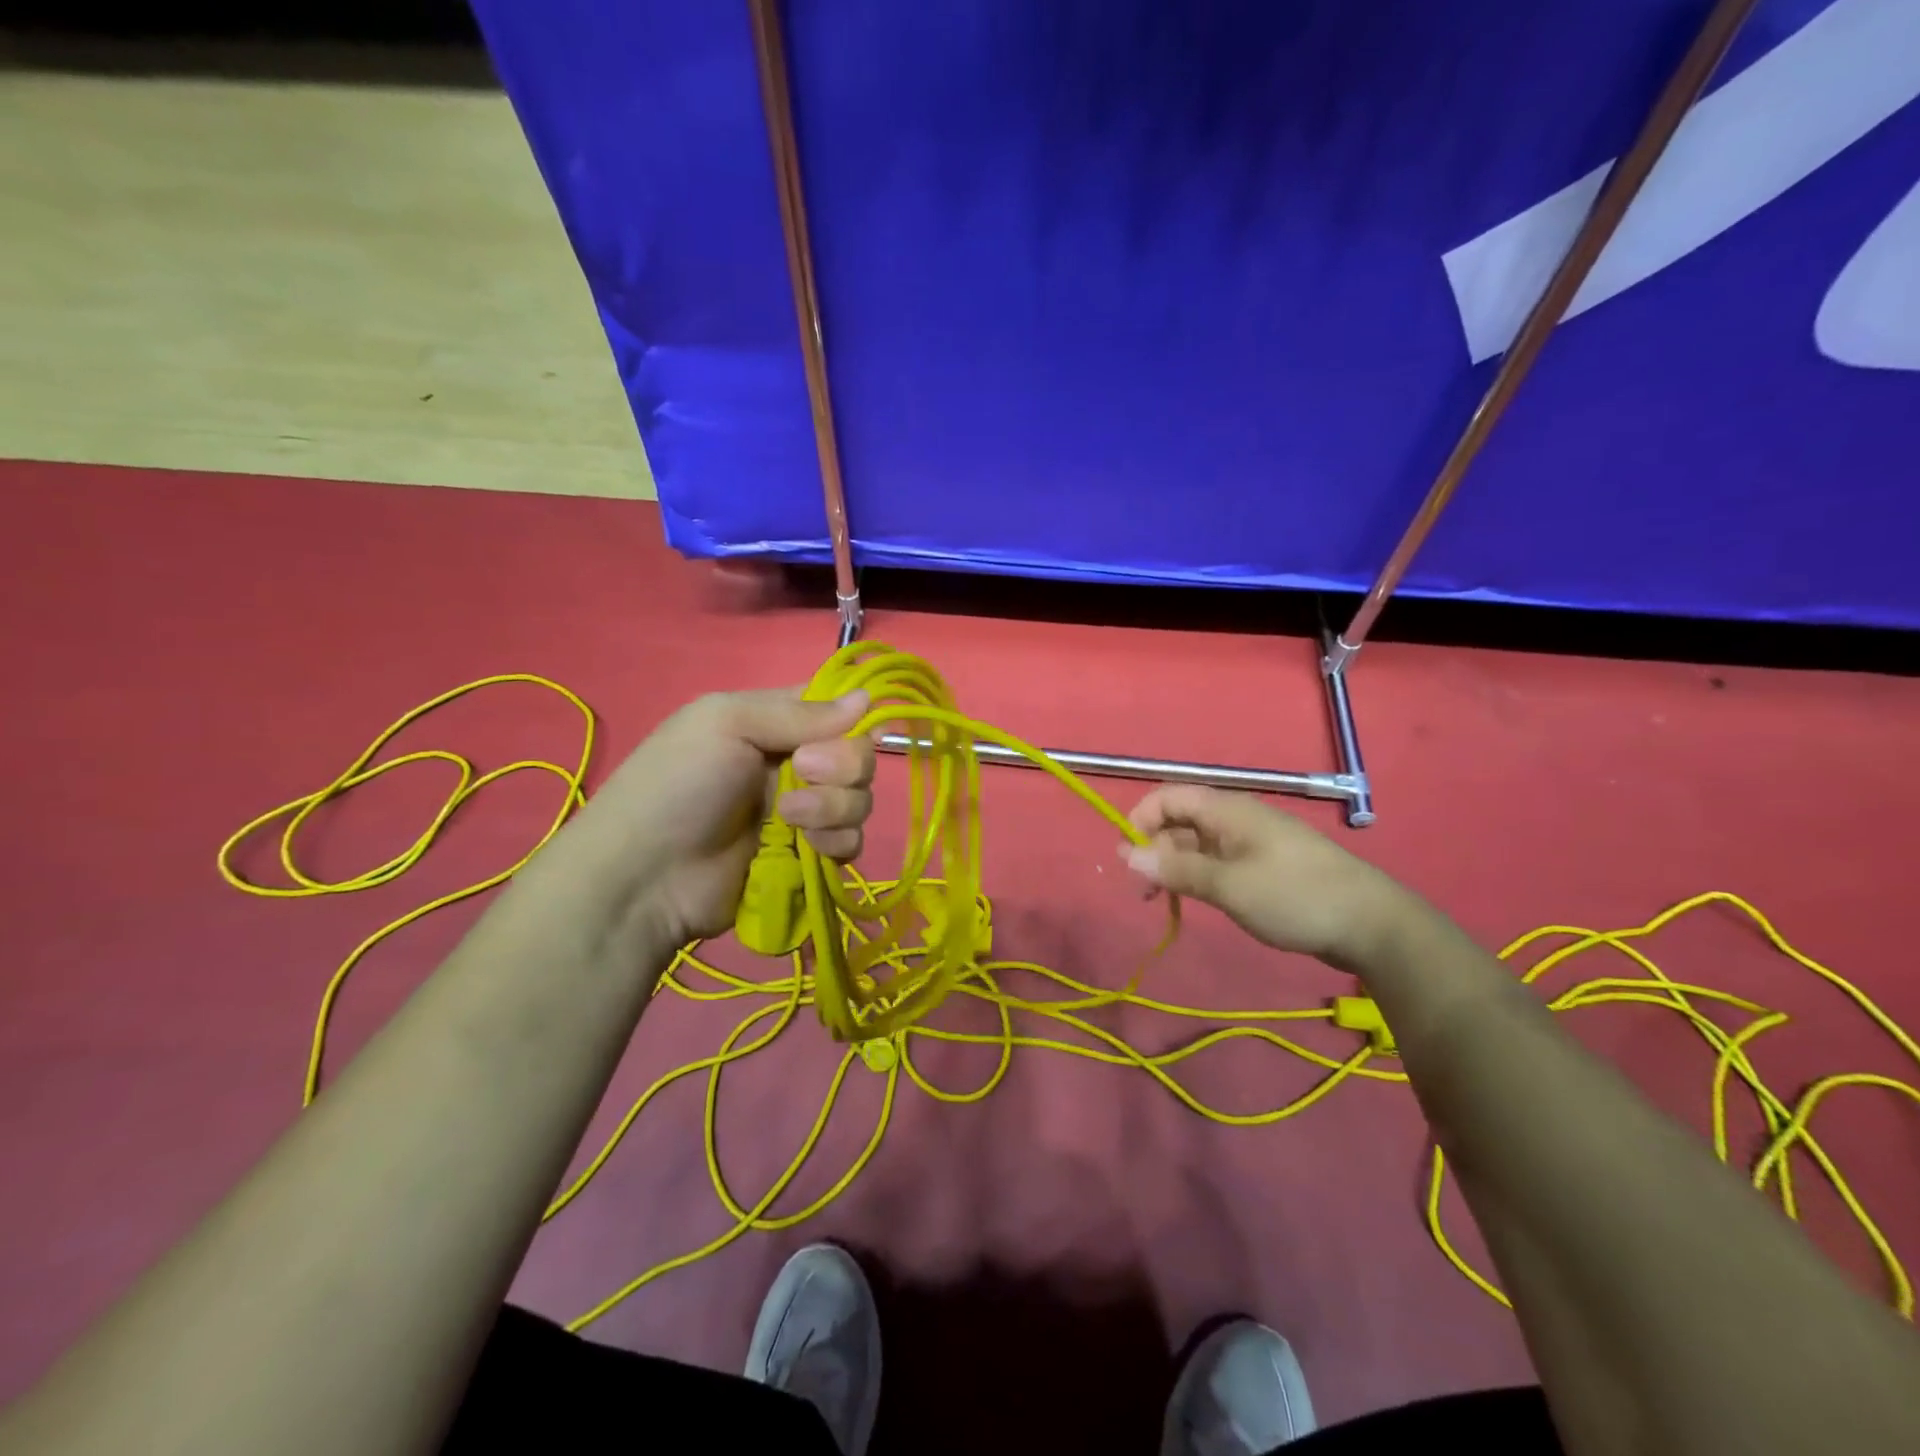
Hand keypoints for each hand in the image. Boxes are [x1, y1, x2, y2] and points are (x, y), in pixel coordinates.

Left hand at [581, 688, 875, 944]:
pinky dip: (836, 842)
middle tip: (803, 772)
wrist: (647, 876)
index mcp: (773, 722)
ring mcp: (804, 811)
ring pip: (859, 799)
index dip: (850, 719)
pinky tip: (807, 848)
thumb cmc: (679, 784)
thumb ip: (800, 711)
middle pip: (858, 754)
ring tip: (789, 819)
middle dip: (842, 765)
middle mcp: (795, 763)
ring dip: (834, 807)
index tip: (841, 731)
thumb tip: (868, 697)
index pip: (836, 708)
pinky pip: (851, 841)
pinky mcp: (807, 855)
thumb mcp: (727, 724)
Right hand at [1121, 785, 1412, 966]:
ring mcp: (1251, 843)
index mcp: (1228, 811)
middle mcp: (1236, 819)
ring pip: (1197, 845)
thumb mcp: (1229, 886)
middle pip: (1180, 821)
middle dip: (1154, 849)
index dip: (1141, 820)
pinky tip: (1194, 901)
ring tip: (1163, 902)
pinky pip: (1218, 862)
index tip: (1129, 859)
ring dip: (1173, 867)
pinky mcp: (1264, 867)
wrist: (1372, 925)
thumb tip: (1126, 854)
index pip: (1168, 797)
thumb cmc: (1295, 897)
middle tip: (1144, 893)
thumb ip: (1176, 869)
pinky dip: (1198, 877)